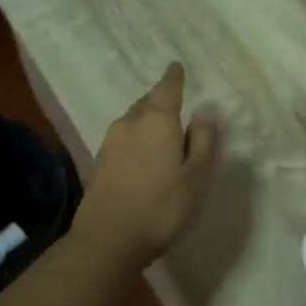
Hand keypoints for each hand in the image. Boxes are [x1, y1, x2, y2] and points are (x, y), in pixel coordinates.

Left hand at [72, 63, 218, 268]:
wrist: (107, 240)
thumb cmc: (161, 206)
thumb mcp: (196, 176)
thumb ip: (203, 141)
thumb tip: (204, 113)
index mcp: (157, 120)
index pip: (167, 88)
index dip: (174, 77)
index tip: (176, 66)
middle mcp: (130, 123)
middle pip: (148, 101)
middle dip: (161, 98)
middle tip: (175, 100)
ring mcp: (111, 142)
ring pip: (134, 119)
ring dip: (148, 118)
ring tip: (163, 128)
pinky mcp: (100, 161)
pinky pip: (124, 137)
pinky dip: (137, 136)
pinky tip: (144, 152)